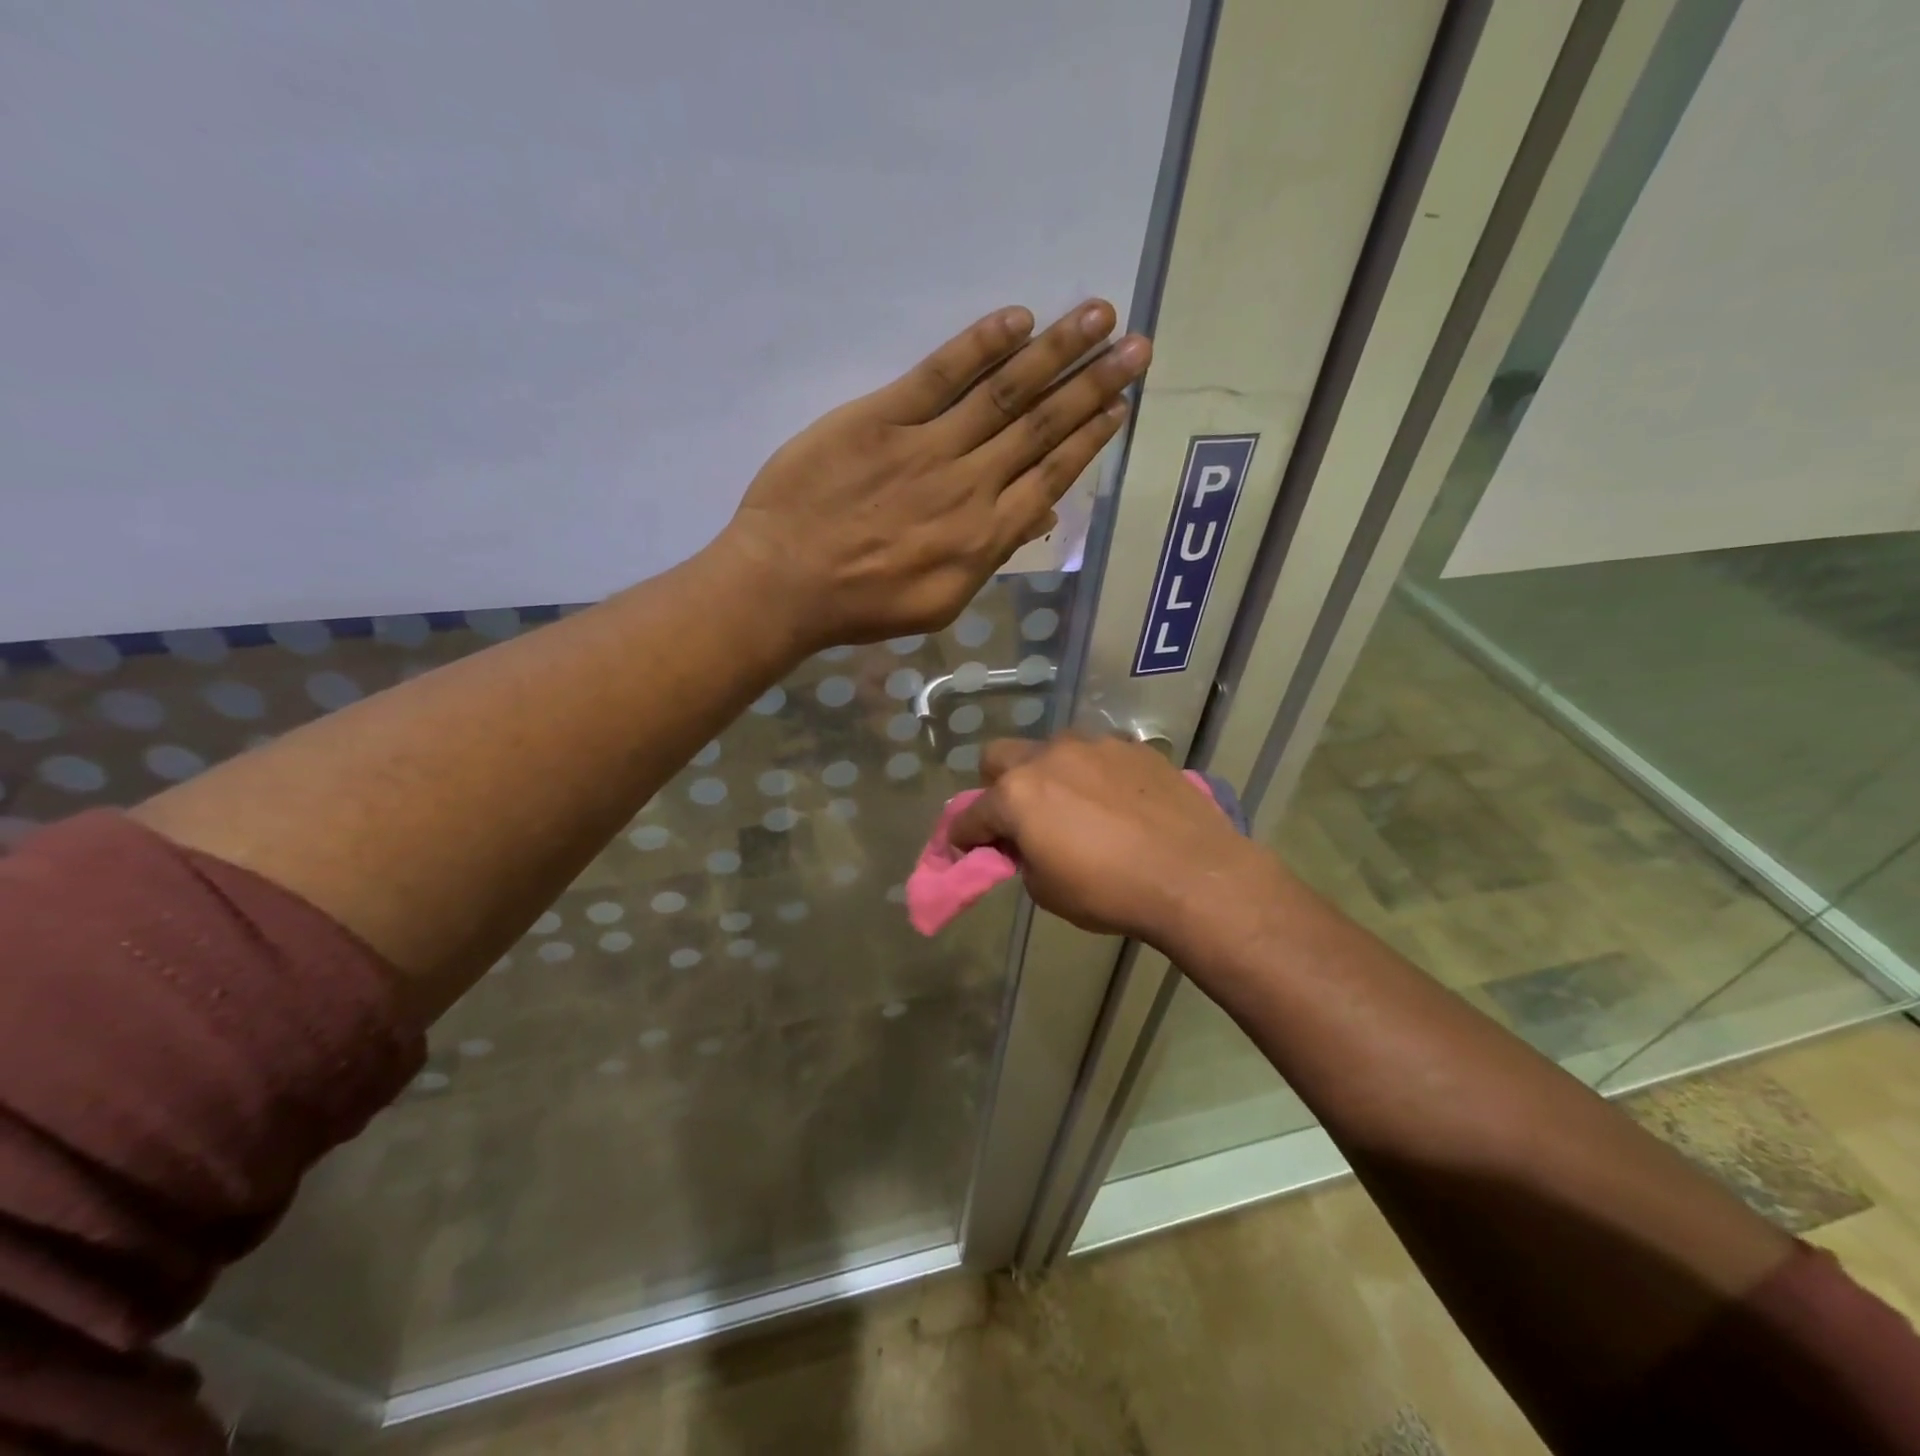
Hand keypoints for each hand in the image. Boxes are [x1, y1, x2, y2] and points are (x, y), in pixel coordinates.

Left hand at [719, 301, 1150, 649]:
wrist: (785, 583)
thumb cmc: (862, 605)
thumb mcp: (940, 603)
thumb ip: (991, 557)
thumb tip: (1037, 515)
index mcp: (985, 537)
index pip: (1052, 475)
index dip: (1090, 437)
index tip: (1121, 404)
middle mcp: (970, 485)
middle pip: (1042, 426)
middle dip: (1094, 383)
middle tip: (1136, 344)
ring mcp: (927, 446)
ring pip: (1004, 393)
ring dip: (1056, 351)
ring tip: (1099, 314)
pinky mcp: (881, 418)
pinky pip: (939, 375)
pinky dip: (980, 346)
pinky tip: (1018, 319)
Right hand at [949, 736, 1266, 947]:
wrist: (1193, 875)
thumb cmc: (1109, 891)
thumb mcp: (1047, 890)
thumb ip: (1023, 858)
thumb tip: (1026, 844)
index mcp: (1017, 794)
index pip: (970, 815)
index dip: (962, 836)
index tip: (967, 850)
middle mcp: (1048, 757)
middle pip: (999, 757)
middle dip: (997, 786)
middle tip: (1019, 818)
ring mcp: (1094, 746)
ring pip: (1052, 751)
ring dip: (1049, 776)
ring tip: (1077, 808)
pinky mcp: (1133, 748)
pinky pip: (1097, 756)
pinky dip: (1093, 776)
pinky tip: (1118, 804)